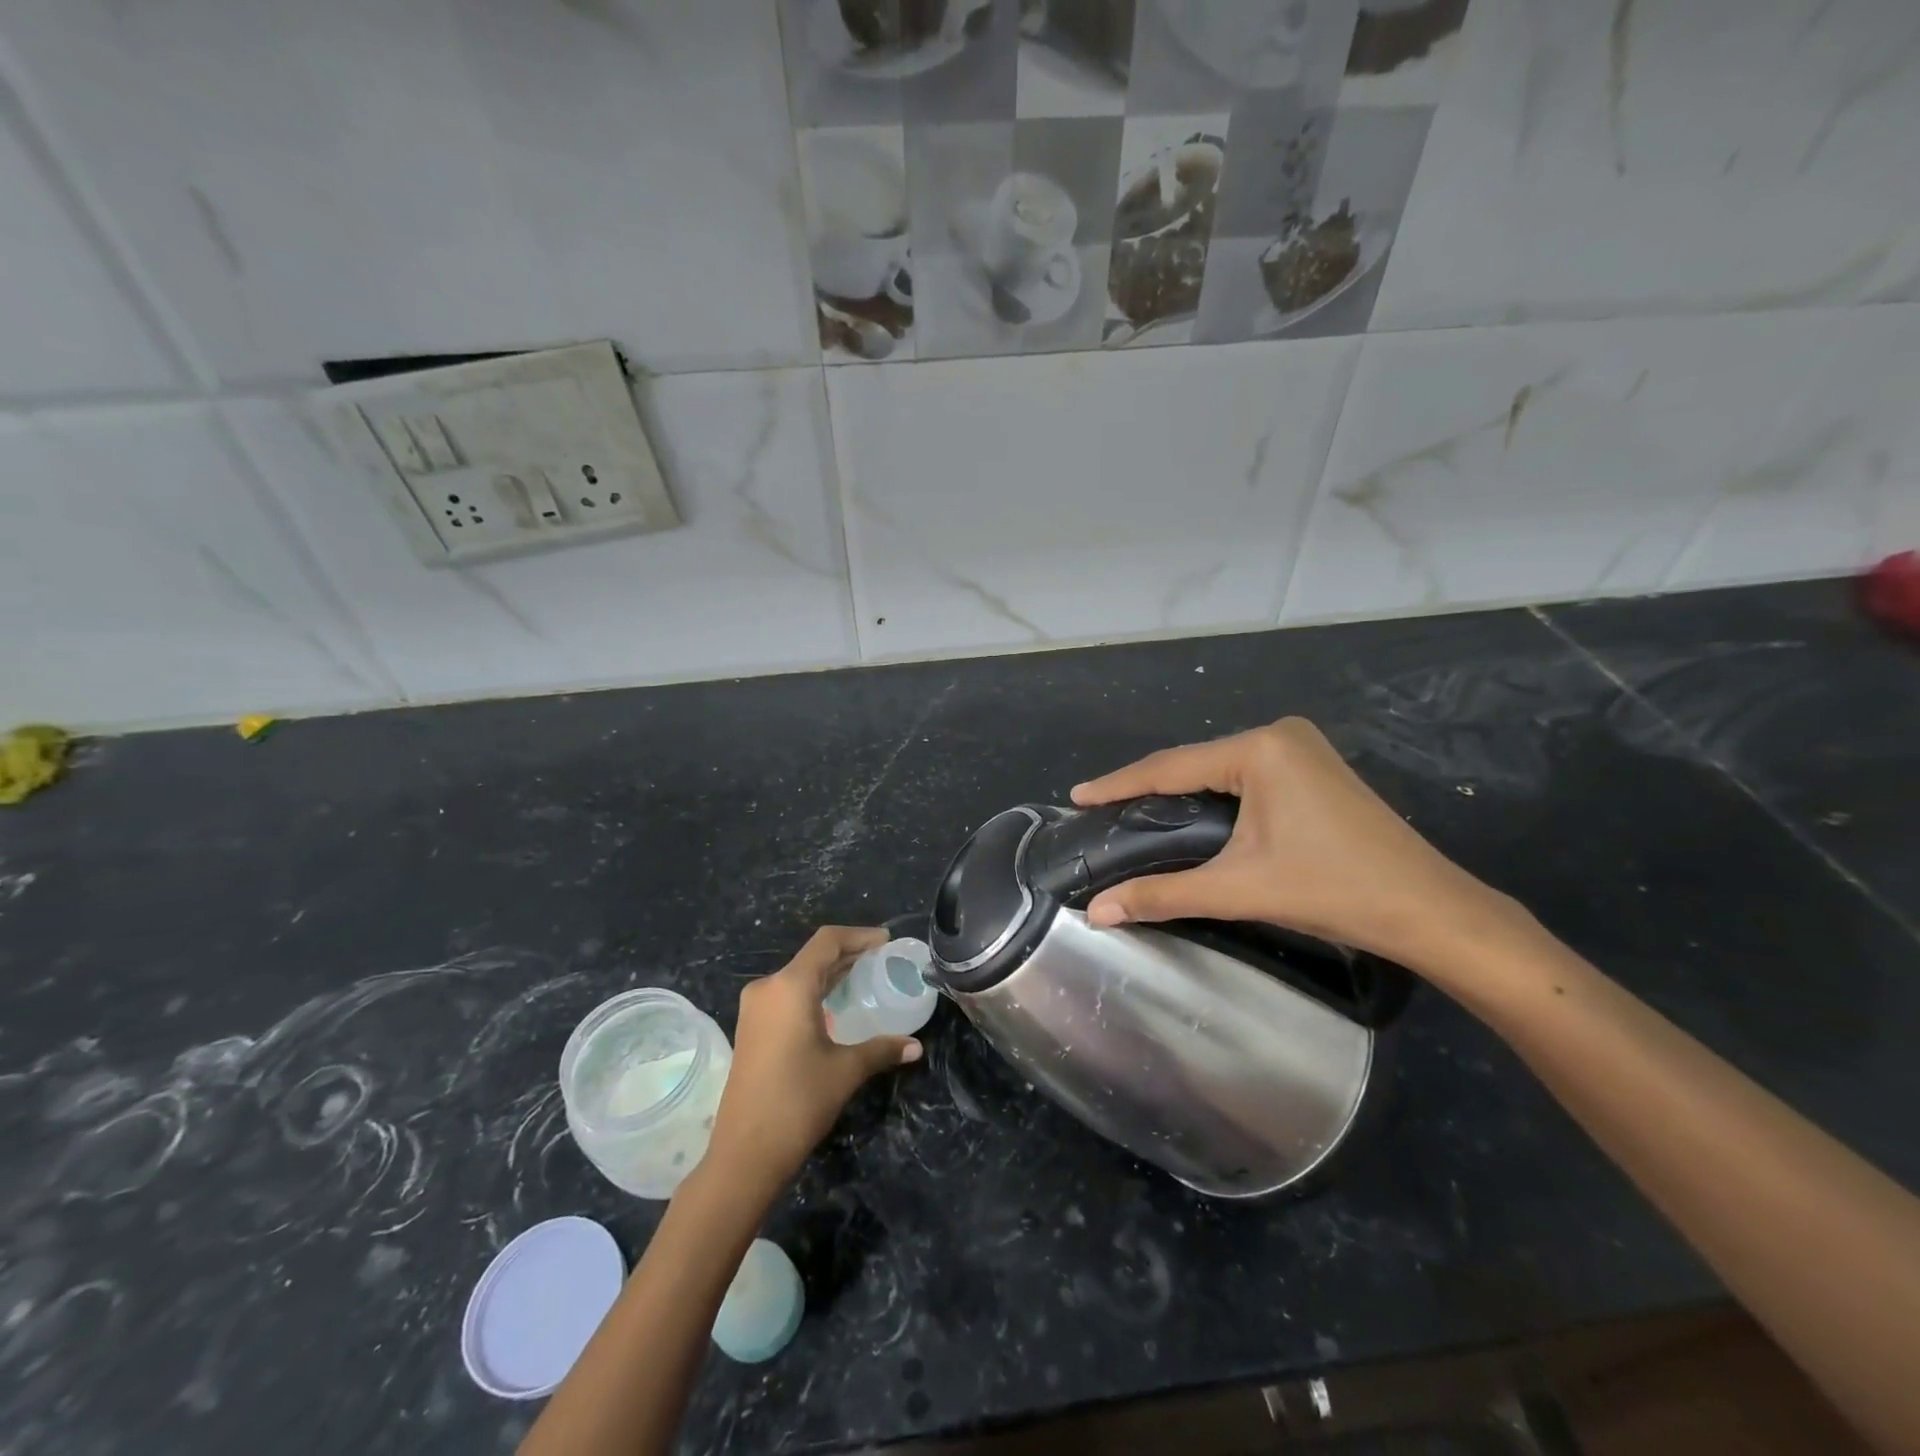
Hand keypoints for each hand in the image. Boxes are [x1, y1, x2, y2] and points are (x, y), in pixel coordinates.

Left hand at [704, 926, 922, 1193]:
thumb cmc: (797, 1102)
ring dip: (830, 974)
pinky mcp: (751, 1028)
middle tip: (881, 960)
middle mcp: (768, 988)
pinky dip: (814, 992)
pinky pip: (787, 995)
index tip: (886, 941)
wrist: (744, 1154)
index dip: (859, 936)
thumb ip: (882, 1050)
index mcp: (790, 986)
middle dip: (848, 955)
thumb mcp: (845, 1071)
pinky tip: (835, 1007)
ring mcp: (755, 1009)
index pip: (827, 942)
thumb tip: (916, 1046)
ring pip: (798, 976)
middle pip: (813, 957)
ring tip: (864, 979)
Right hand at [1072, 717, 1526, 977]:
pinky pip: (1245, 775)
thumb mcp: (1239, 889)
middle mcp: (1279, 735)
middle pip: (1194, 763)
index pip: (1170, 767)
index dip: (1119, 784)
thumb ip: (1163, 894)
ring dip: (1180, 791)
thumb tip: (1097, 912)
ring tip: (1135, 811)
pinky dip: (1213, 793)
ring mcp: (1301, 748)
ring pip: (1219, 769)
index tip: (1077, 795)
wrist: (1430, 910)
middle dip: (1148, 788)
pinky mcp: (1314, 767)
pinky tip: (1191, 812)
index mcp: (1259, 749)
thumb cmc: (1333, 890)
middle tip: (1103, 810)